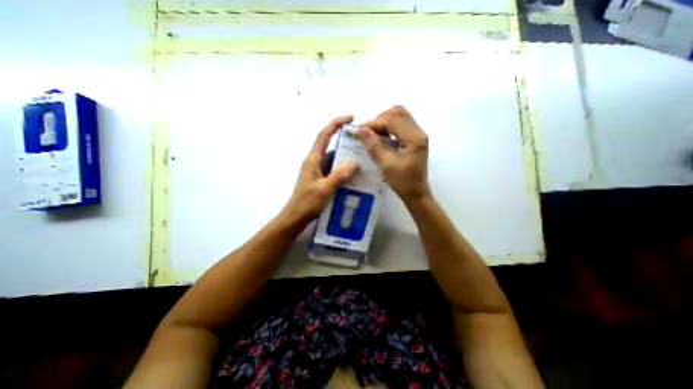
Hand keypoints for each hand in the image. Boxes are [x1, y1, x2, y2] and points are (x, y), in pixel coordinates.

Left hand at [280, 117, 360, 228]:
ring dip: (346, 159)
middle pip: (331, 146)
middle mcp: (315, 162)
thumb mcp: (325, 188)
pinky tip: (355, 176)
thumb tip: (356, 163)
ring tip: (364, 160)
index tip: (350, 118)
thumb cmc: (307, 202)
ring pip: (334, 160)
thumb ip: (340, 175)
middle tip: (363, 144)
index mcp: (313, 159)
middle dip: (346, 143)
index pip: (324, 135)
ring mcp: (318, 171)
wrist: (295, 217)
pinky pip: (334, 170)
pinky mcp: (321, 179)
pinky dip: (344, 170)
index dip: (336, 124)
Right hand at [361, 106, 430, 202]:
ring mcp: (417, 135)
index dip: (374, 123)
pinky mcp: (413, 139)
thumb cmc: (403, 182)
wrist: (416, 193)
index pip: (392, 120)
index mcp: (414, 138)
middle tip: (367, 132)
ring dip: (384, 121)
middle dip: (379, 119)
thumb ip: (374, 146)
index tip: (360, 131)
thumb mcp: (387, 165)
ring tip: (372, 133)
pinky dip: (388, 127)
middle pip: (397, 113)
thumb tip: (361, 130)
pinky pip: (400, 125)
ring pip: (399, 117)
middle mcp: (418, 132)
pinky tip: (380, 136)